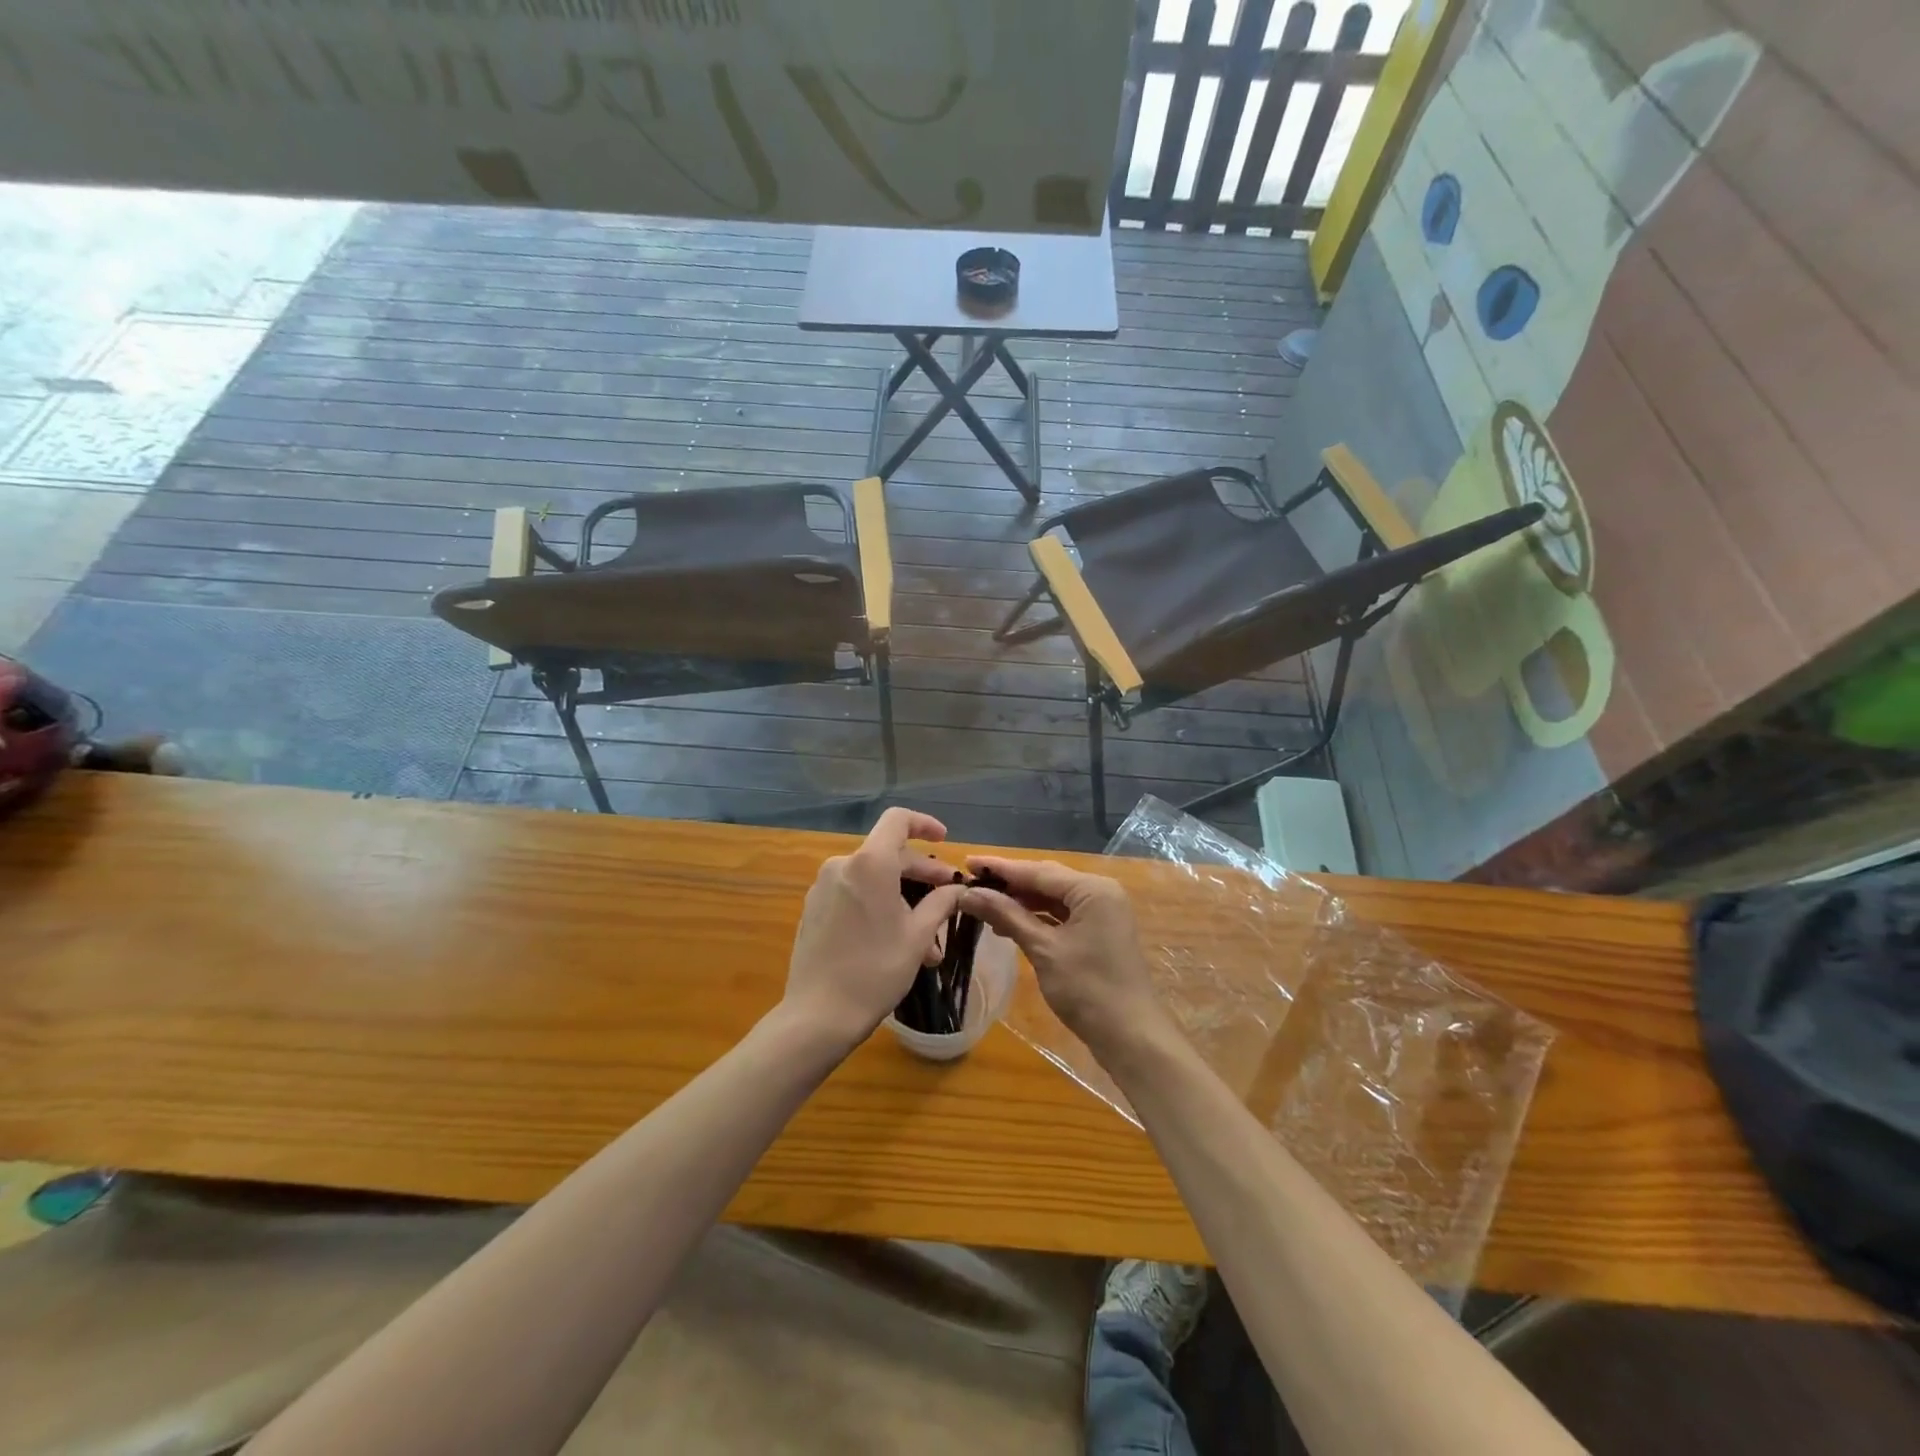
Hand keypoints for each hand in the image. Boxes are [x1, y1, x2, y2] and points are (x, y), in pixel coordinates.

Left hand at [781, 808, 966, 1051]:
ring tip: (927, 940)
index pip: (898, 820)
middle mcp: (842, 866)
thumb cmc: (876, 970)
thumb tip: (957, 889)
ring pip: (873, 880)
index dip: (924, 824)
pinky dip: (879, 906)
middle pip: (888, 854)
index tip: (944, 841)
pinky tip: (896, 941)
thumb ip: (940, 903)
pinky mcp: (814, 909)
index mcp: (869, 864)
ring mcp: (823, 888)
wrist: (818, 1014)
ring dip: (903, 899)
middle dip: (921, 874)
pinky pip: (854, 895)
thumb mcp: (918, 936)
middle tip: (948, 898)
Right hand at [959, 856, 1162, 1054]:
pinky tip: (1010, 925)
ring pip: (1053, 898)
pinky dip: (1037, 918)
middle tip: (971, 883)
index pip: (1037, 870)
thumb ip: (1006, 916)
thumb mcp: (1043, 949)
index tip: (967, 862)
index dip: (999, 868)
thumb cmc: (1088, 989)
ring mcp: (1102, 913)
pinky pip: (1062, 915)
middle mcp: (1100, 892)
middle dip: (1010, 883)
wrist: (1131, 1037)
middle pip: (1047, 880)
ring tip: (984, 905)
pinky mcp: (1099, 933)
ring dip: (1021, 902)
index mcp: (1092, 889)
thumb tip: (968, 893)